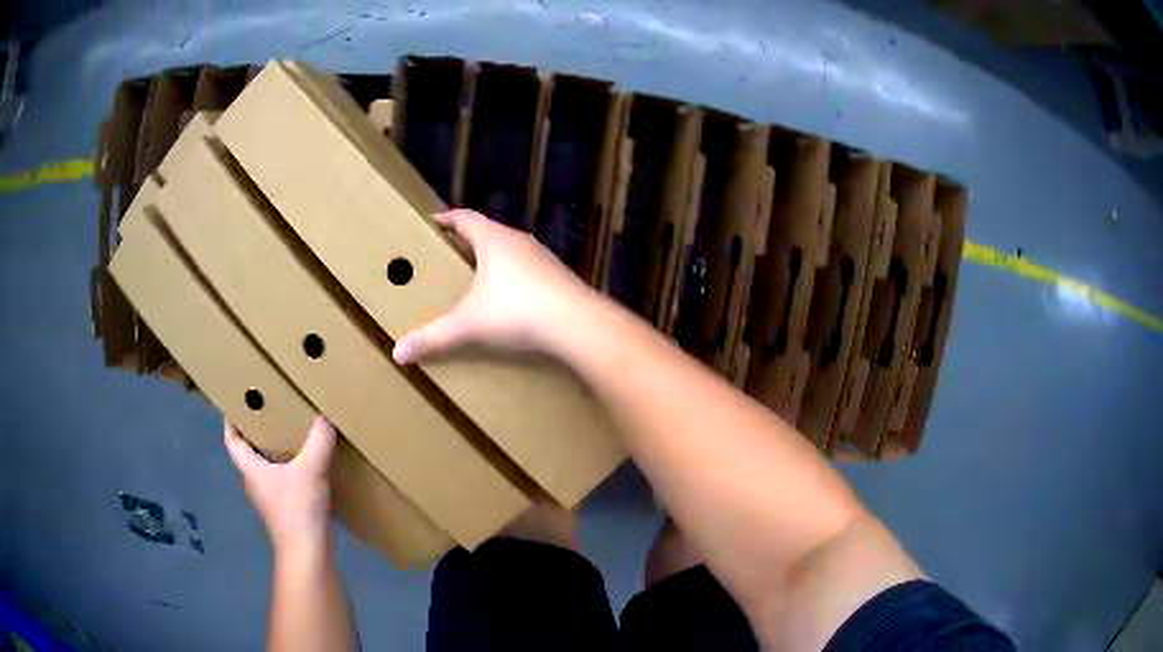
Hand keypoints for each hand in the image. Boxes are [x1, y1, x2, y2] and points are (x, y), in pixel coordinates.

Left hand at [224, 416, 335, 551]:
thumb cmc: (298, 509)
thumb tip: (325, 416)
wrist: (307, 554)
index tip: (235, 403)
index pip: (232, 440)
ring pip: (266, 469)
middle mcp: (255, 483)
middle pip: (248, 453)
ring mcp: (269, 500)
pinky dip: (288, 470)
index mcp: (250, 469)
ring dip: (273, 452)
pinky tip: (306, 467)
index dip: (230, 421)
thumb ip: (319, 441)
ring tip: (289, 434)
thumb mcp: (311, 470)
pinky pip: (281, 483)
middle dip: (256, 433)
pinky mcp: (285, 512)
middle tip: (269, 411)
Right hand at [392, 209, 596, 363]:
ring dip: (492, 259)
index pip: (464, 218)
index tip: (430, 223)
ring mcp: (543, 257)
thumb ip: (433, 337)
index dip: (445, 219)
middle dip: (465, 241)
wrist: (578, 324)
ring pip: (510, 250)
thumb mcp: (468, 324)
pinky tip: (508, 299)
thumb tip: (397, 353)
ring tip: (474, 277)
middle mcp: (519, 241)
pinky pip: (527, 269)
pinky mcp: (559, 277)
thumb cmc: (516, 311)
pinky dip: (512, 277)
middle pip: (487, 232)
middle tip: (445, 254)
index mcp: (493, 239)